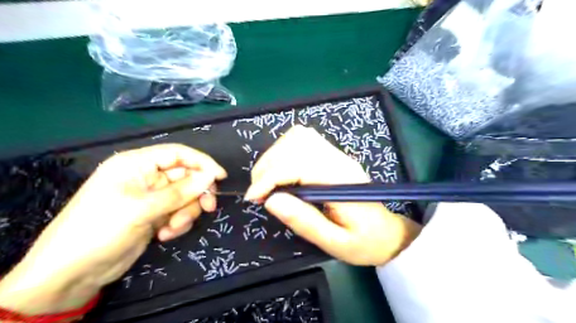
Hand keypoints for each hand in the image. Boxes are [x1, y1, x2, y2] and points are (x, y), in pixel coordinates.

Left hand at [0, 144, 227, 315]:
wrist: (71, 273)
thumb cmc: (100, 229)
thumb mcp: (142, 208)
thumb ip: (180, 191)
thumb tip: (211, 176)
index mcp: (136, 164)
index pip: (178, 154)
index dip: (202, 162)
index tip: (221, 177)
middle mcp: (146, 177)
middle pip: (186, 177)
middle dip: (196, 194)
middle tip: (209, 208)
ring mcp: (152, 197)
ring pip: (185, 197)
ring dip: (186, 213)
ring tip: (172, 228)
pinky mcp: (155, 214)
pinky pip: (179, 212)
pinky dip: (178, 223)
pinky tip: (165, 235)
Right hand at [245, 126, 420, 267]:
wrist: (387, 233)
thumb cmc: (363, 242)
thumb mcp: (335, 242)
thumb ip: (304, 221)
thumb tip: (270, 201)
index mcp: (341, 181)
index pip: (299, 164)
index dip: (270, 177)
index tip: (254, 198)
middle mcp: (338, 160)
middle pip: (296, 144)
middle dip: (268, 166)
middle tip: (258, 193)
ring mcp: (336, 154)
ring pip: (298, 136)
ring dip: (274, 156)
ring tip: (267, 182)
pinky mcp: (332, 155)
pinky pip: (303, 140)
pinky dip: (283, 151)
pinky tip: (281, 172)